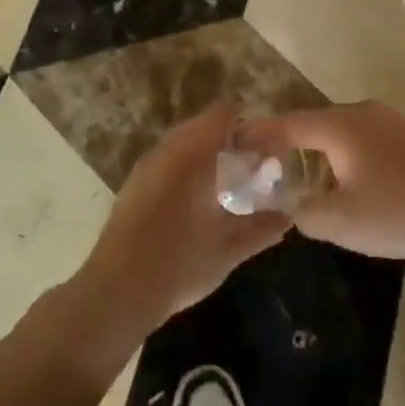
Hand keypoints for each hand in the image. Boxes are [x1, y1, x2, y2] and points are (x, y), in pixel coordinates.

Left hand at [74, 104, 290, 334]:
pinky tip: (200, 204)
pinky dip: (188, 172)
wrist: (117, 292)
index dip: (249, 126)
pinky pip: (168, 164)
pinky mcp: (134, 187)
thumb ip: (261, 229)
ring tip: (229, 188)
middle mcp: (168, 151)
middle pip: (204, 127)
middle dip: (230, 144)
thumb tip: (287, 217)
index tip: (267, 150)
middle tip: (253, 171)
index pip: (224, 114)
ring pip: (184, 146)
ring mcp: (146, 168)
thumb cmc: (179, 263)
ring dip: (208, 158)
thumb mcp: (228, 250)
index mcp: (193, 154)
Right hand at [241, 102, 404, 258]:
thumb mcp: (343, 222)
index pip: (287, 124)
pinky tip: (360, 182)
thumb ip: (305, 212)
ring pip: (346, 132)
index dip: (260, 133)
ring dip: (325, 152)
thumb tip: (290, 203)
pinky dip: (354, 156)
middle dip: (292, 144)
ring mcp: (393, 121)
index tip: (236, 140)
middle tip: (273, 165)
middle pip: (316, 124)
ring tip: (314, 178)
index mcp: (339, 127)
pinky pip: (371, 140)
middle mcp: (363, 113)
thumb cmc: (402, 208)